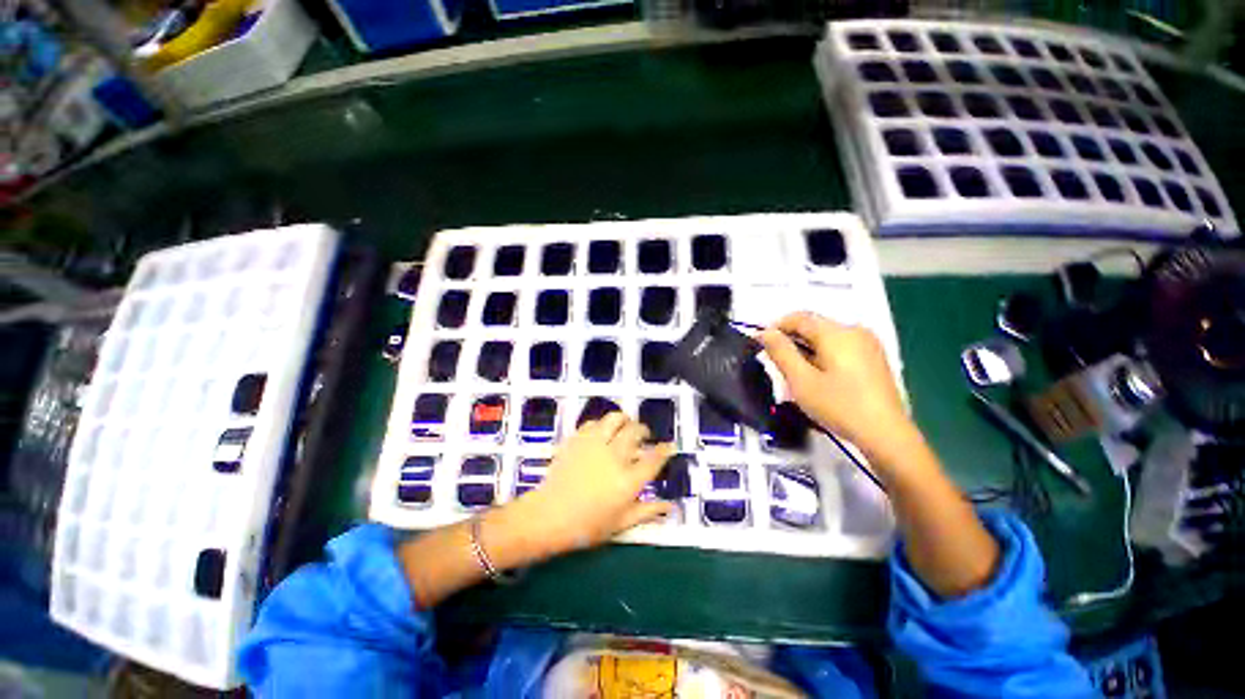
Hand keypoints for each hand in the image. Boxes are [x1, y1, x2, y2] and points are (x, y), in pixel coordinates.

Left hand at [517, 412, 673, 555]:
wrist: (548, 516)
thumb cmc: (587, 526)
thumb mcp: (621, 523)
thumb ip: (647, 511)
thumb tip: (671, 505)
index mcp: (628, 480)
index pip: (654, 459)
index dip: (665, 450)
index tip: (670, 446)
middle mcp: (615, 457)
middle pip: (636, 431)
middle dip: (644, 430)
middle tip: (644, 435)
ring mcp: (595, 445)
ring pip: (615, 419)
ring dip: (624, 420)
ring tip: (624, 426)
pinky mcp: (578, 439)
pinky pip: (594, 423)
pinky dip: (602, 424)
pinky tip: (601, 433)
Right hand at [758, 312, 910, 459]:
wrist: (886, 435)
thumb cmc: (839, 406)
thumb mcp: (801, 380)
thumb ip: (781, 352)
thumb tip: (765, 333)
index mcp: (837, 333)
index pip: (799, 318)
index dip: (775, 327)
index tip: (760, 344)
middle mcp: (854, 331)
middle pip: (813, 326)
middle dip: (791, 340)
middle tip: (777, 364)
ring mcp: (868, 344)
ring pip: (826, 338)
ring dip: (806, 349)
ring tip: (796, 374)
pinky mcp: (874, 358)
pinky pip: (840, 347)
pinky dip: (822, 355)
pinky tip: (819, 377)